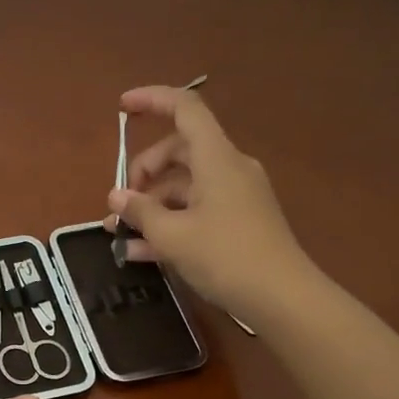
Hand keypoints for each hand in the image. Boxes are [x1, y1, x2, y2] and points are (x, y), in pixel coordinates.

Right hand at [108, 85, 322, 324]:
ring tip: (120, 235)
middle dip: (144, 173)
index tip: (122, 108)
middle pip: (179, 152)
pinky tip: (140, 253)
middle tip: (120, 204)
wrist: (282, 298)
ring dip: (151, 206)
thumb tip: (116, 197)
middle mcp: (228, 169)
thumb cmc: (225, 257)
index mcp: (216, 158)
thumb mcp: (172, 236)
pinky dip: (169, 224)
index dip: (152, 101)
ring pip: (185, 187)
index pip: (185, 109)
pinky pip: (196, 212)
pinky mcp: (238, 223)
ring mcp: (236, 197)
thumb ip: (140, 211)